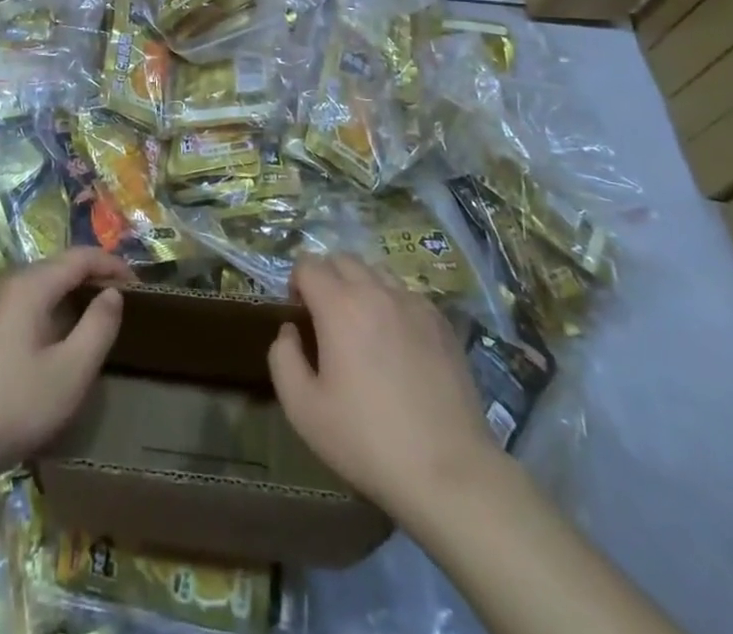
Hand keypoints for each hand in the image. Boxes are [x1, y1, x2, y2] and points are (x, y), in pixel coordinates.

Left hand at [0, 248, 134, 485]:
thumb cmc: (12, 404)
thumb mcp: (69, 372)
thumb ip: (98, 327)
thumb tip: (113, 294)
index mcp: (32, 284)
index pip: (82, 256)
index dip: (114, 265)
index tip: (142, 288)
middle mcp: (12, 283)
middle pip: (62, 267)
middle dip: (96, 279)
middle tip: (126, 307)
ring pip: (46, 287)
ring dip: (76, 297)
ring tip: (102, 324)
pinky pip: (31, 305)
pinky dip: (57, 312)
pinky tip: (65, 344)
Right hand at [268, 254, 500, 520]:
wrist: (449, 473)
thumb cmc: (367, 440)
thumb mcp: (302, 408)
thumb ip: (282, 357)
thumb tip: (290, 330)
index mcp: (339, 305)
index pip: (308, 264)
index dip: (296, 283)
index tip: (300, 314)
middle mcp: (376, 292)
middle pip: (343, 259)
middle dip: (327, 277)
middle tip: (327, 318)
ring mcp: (414, 304)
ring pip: (378, 272)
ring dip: (361, 286)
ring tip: (363, 327)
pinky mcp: (443, 324)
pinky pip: (408, 295)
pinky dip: (394, 305)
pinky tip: (398, 343)